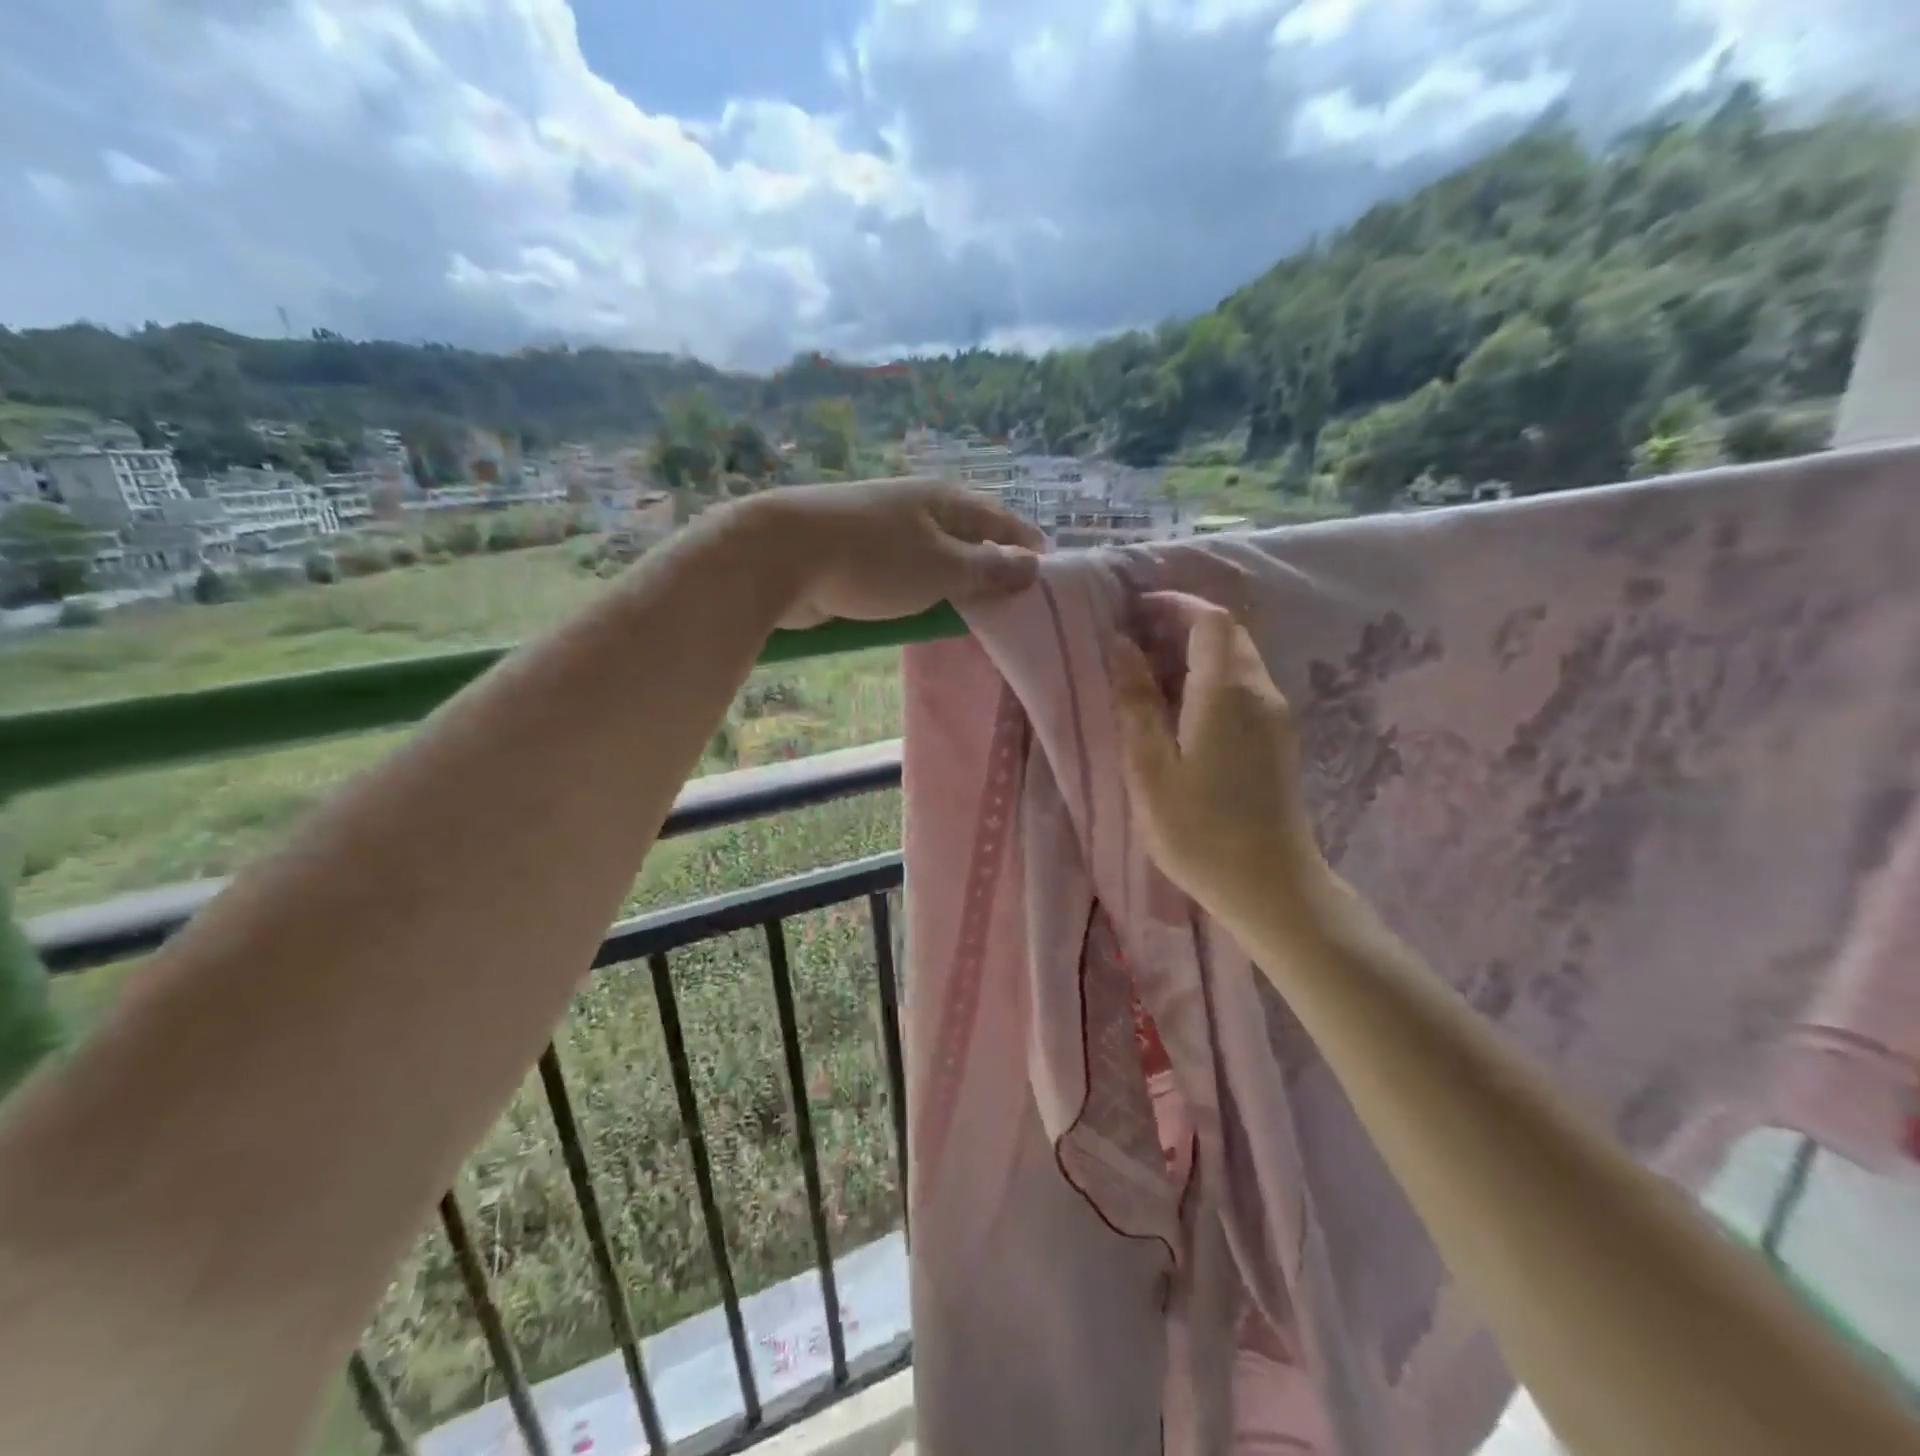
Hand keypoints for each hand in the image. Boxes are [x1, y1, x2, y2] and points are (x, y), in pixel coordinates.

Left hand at [741, 478, 1045, 629]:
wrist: (782, 554)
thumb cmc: (874, 559)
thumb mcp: (942, 568)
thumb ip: (987, 570)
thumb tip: (1031, 565)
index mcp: (943, 501)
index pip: (998, 519)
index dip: (1023, 541)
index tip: (1046, 563)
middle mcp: (915, 508)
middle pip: (965, 536)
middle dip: (988, 562)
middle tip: (1011, 596)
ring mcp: (881, 530)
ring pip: (931, 558)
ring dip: (951, 581)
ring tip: (971, 609)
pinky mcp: (854, 556)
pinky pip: (901, 575)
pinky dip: (918, 592)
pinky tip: (922, 611)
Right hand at [1113, 593, 1335, 928]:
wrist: (1270, 886)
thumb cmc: (1199, 830)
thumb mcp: (1150, 768)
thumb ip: (1136, 702)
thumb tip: (1123, 647)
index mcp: (1227, 692)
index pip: (1211, 619)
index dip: (1175, 604)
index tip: (1135, 610)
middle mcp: (1260, 691)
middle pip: (1228, 634)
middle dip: (1183, 624)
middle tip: (1135, 641)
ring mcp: (1276, 715)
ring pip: (1239, 659)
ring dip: (1197, 652)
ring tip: (1150, 673)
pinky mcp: (1279, 738)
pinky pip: (1245, 686)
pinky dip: (1212, 678)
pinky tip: (1181, 708)